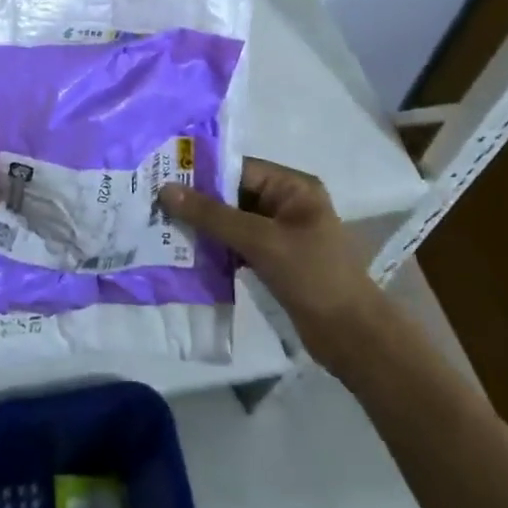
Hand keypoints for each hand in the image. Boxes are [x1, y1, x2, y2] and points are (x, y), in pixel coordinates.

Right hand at [159, 157, 389, 372]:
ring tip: (163, 229)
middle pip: (233, 195)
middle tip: (155, 206)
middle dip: (199, 203)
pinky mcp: (275, 260)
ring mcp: (281, 233)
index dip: (201, 173)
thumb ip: (213, 215)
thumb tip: (166, 189)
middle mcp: (287, 203)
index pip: (239, 169)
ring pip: (233, 222)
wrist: (351, 337)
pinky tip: (186, 254)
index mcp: (293, 187)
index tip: (162, 178)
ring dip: (204, 228)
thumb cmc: (312, 276)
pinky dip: (216, 249)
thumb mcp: (260, 241)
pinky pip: (238, 245)